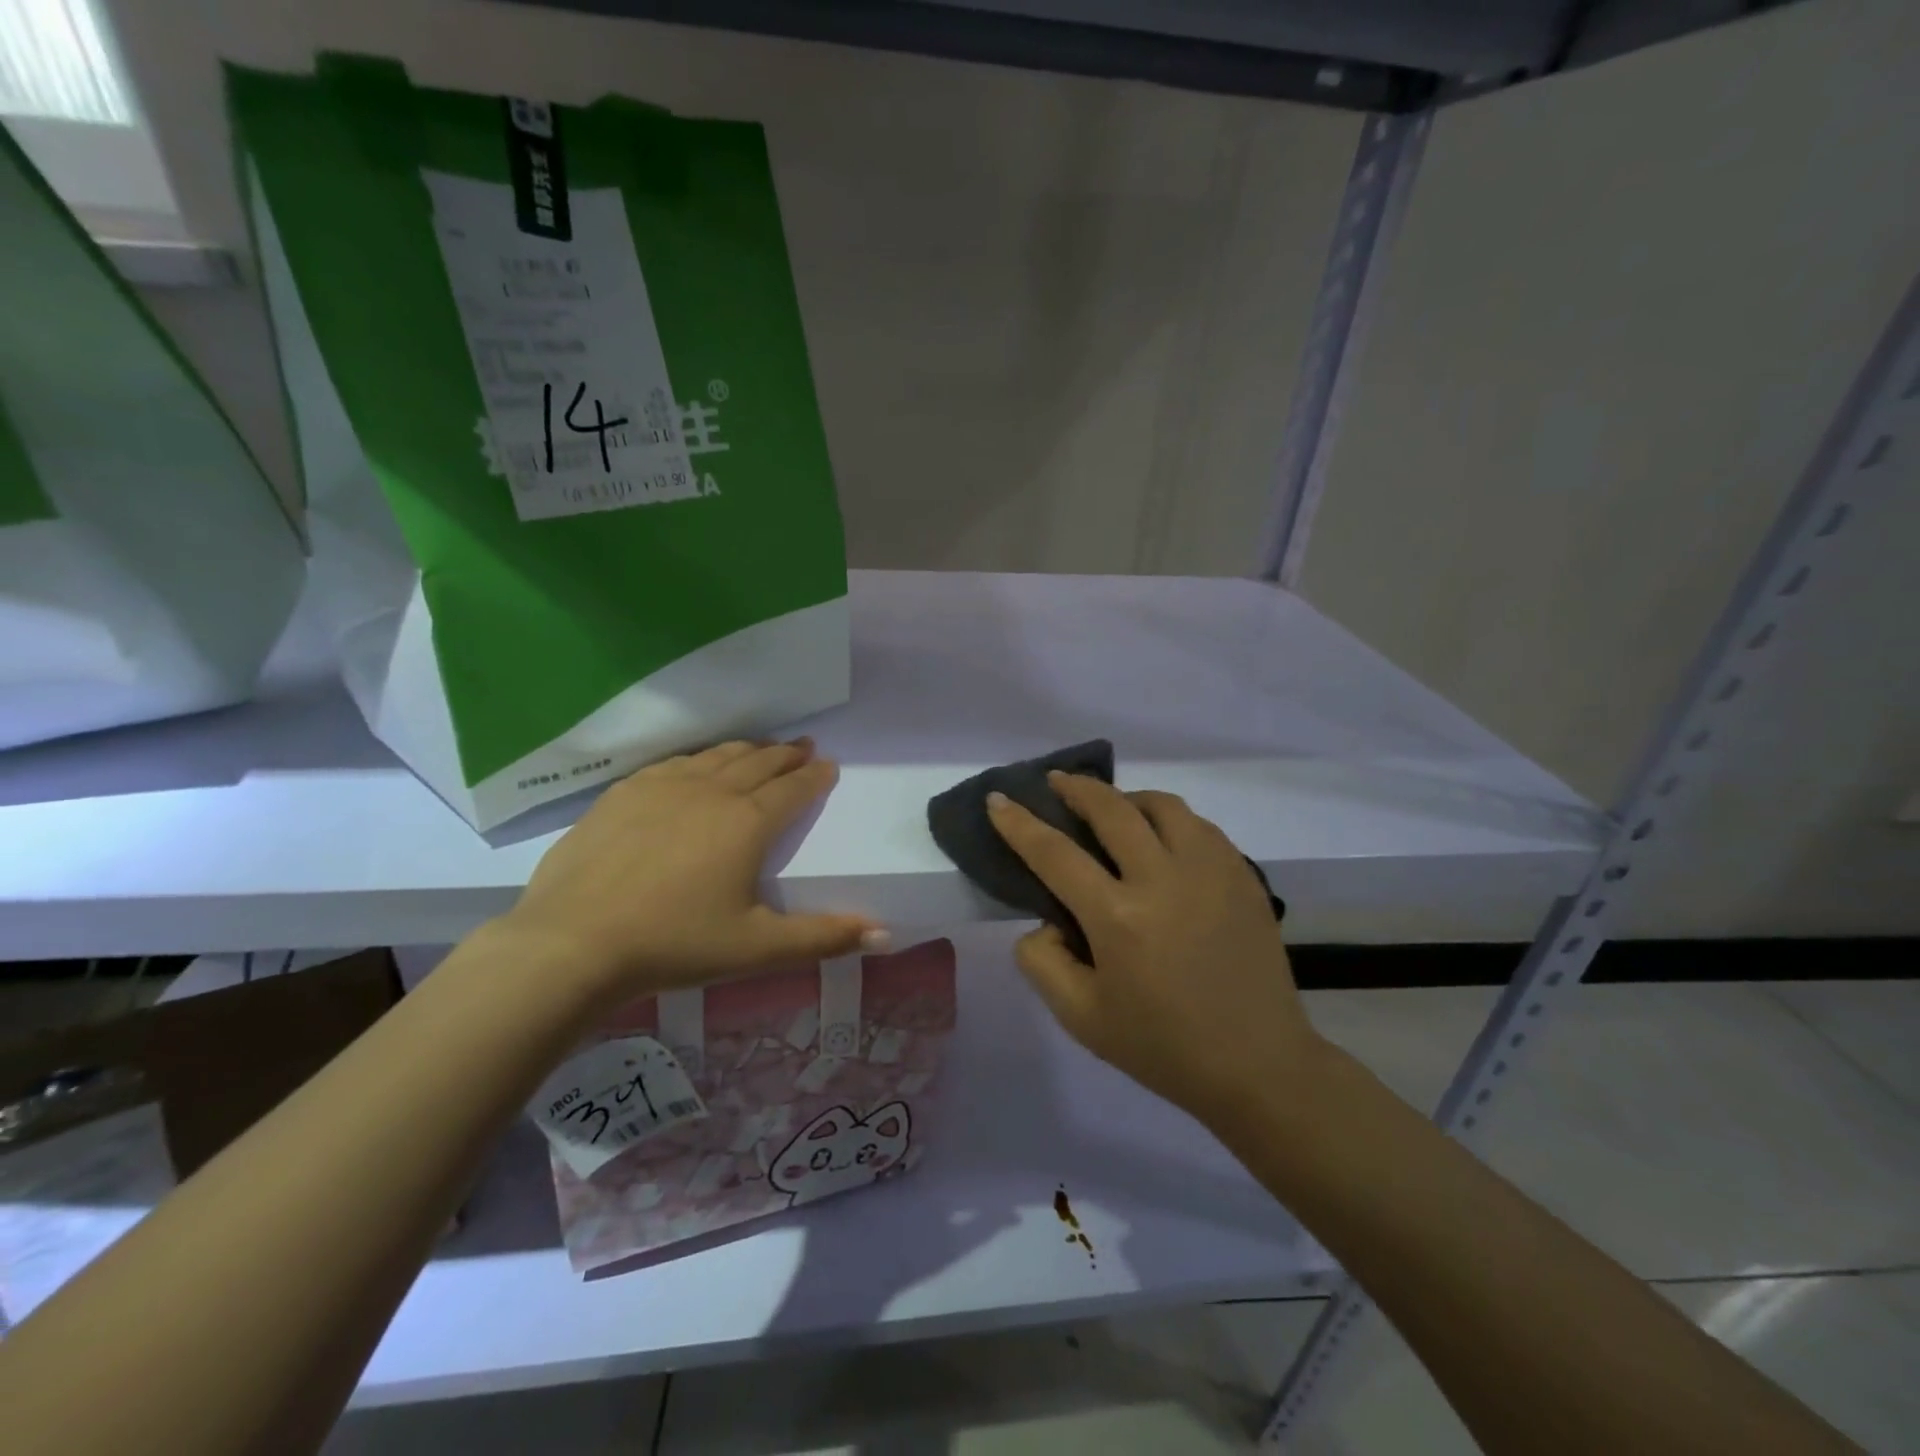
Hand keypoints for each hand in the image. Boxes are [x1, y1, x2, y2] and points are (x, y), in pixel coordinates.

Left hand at [501, 739, 885, 1007]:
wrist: (573, 942)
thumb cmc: (675, 944)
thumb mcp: (758, 949)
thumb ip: (823, 938)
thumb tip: (884, 934)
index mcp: (747, 823)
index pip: (792, 788)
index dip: (814, 776)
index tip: (828, 765)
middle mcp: (711, 793)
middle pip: (757, 763)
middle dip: (785, 754)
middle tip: (803, 746)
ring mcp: (662, 788)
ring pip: (715, 757)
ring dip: (745, 750)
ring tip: (760, 747)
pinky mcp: (623, 794)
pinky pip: (673, 764)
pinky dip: (697, 759)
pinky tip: (695, 765)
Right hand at [987, 773, 1321, 1125]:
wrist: (1257, 1065)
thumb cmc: (1163, 1046)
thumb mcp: (1081, 1018)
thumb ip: (1043, 962)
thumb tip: (1046, 919)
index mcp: (1118, 918)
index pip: (1055, 853)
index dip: (1019, 823)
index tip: (998, 799)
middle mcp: (1164, 879)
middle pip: (1111, 809)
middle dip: (1075, 788)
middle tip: (1056, 782)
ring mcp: (1211, 871)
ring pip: (1162, 805)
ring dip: (1127, 798)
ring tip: (1113, 809)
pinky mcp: (1243, 875)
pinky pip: (1199, 826)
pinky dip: (1169, 820)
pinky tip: (1162, 838)